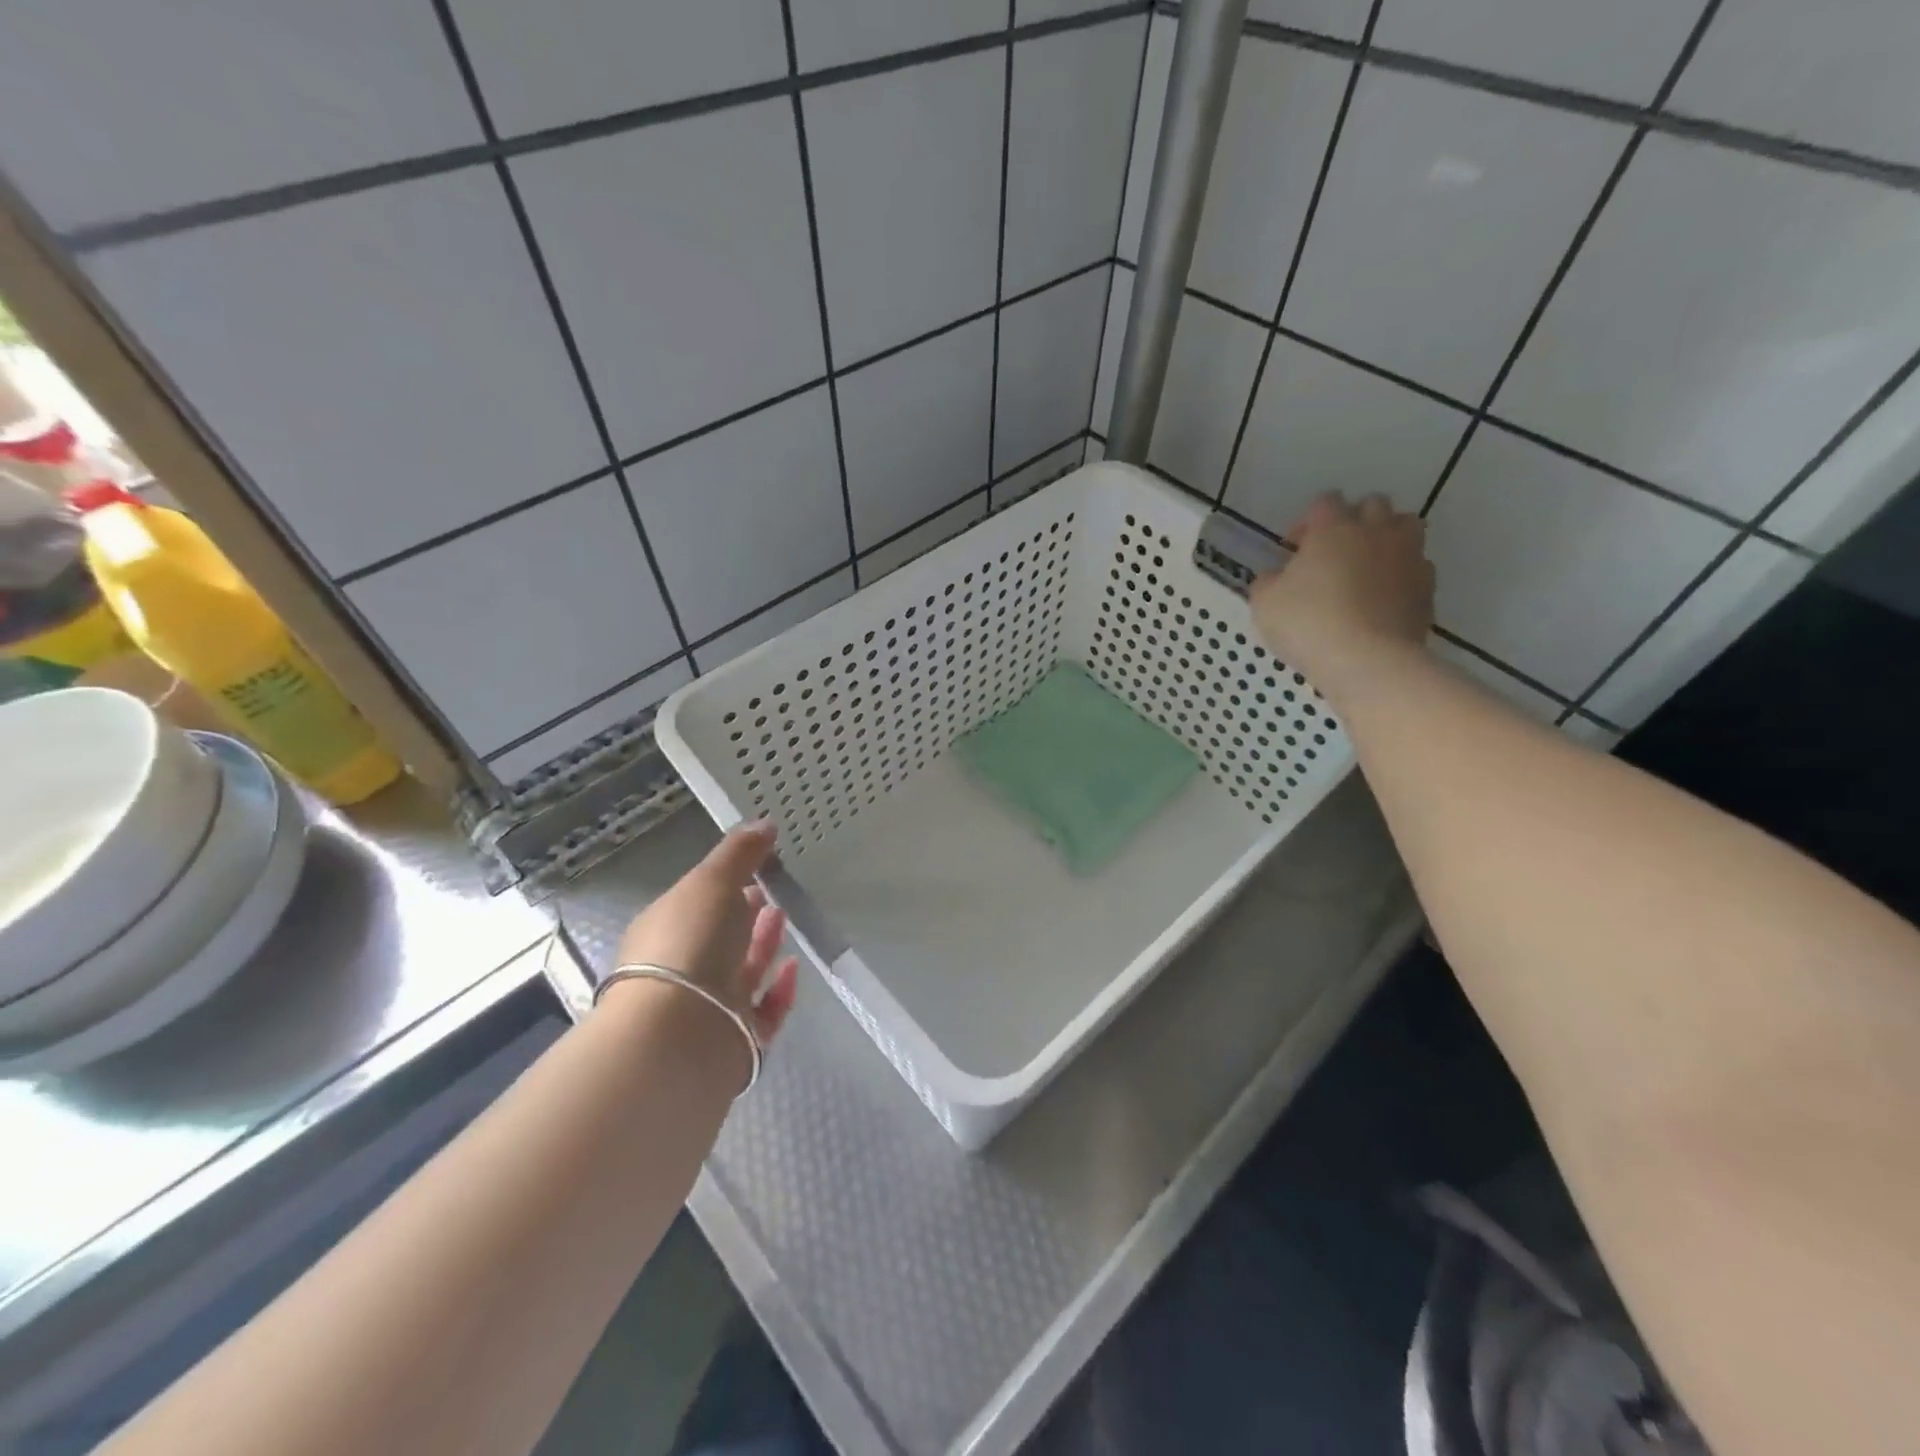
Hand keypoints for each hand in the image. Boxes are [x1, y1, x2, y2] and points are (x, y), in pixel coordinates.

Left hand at [615, 820, 799, 1048]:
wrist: (680, 1034)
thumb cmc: (689, 944)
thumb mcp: (711, 881)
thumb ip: (740, 852)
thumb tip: (765, 822)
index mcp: (665, 930)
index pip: (698, 902)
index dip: (726, 884)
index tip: (757, 866)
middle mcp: (683, 969)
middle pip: (721, 936)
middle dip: (747, 912)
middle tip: (775, 890)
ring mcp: (708, 1007)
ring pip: (742, 971)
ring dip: (765, 943)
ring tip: (786, 916)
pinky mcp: (736, 1039)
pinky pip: (764, 1010)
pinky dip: (780, 988)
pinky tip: (794, 967)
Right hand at [1248, 493, 1433, 688]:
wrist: (1367, 660)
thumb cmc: (1308, 624)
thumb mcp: (1264, 604)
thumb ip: (1268, 582)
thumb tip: (1276, 577)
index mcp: (1333, 529)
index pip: (1324, 502)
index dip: (1308, 522)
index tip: (1295, 549)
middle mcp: (1375, 532)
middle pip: (1372, 505)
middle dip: (1353, 522)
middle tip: (1333, 553)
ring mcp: (1408, 556)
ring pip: (1405, 527)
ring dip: (1386, 539)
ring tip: (1367, 568)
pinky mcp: (1427, 586)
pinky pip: (1417, 566)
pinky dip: (1402, 573)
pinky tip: (1384, 598)